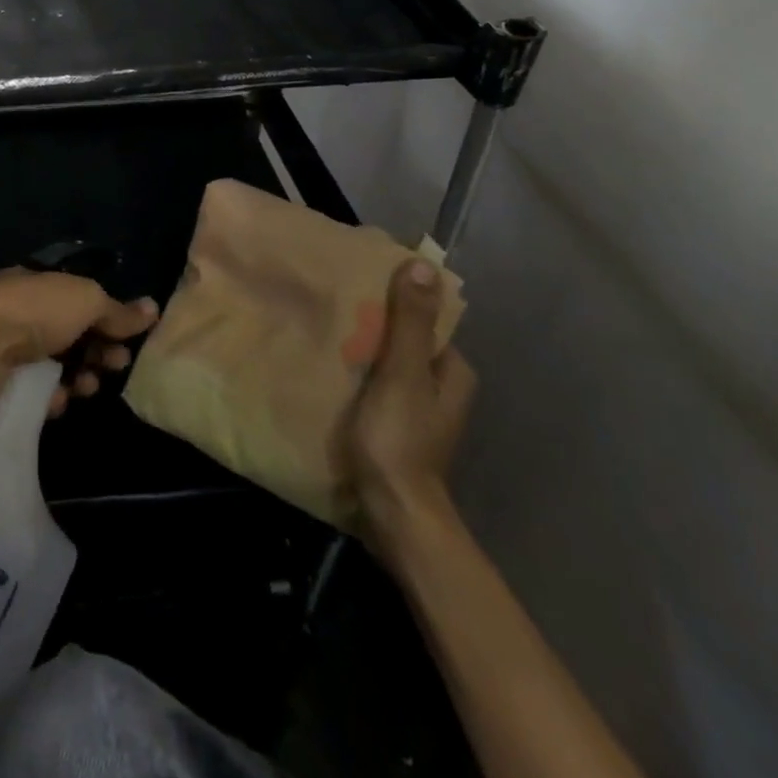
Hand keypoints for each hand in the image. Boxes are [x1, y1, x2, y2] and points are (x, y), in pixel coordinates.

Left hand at [0, 268, 158, 422]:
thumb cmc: (34, 312)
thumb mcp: (85, 300)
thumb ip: (117, 309)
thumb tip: (152, 308)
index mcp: (36, 282)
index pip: (78, 298)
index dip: (108, 316)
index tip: (130, 338)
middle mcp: (19, 310)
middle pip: (70, 332)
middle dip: (99, 349)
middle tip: (115, 365)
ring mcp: (5, 346)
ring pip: (55, 363)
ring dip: (80, 375)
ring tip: (87, 387)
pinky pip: (34, 390)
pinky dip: (51, 395)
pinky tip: (58, 399)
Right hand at [347, 258, 477, 546]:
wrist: (393, 512)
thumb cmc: (399, 438)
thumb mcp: (402, 374)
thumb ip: (410, 323)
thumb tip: (423, 264)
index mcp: (452, 372)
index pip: (424, 321)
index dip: (394, 301)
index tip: (358, 286)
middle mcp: (441, 389)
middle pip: (405, 343)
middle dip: (373, 327)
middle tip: (334, 309)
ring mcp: (419, 413)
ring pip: (389, 367)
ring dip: (362, 353)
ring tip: (325, 335)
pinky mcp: (397, 430)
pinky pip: (376, 389)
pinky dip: (357, 378)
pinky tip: (330, 372)